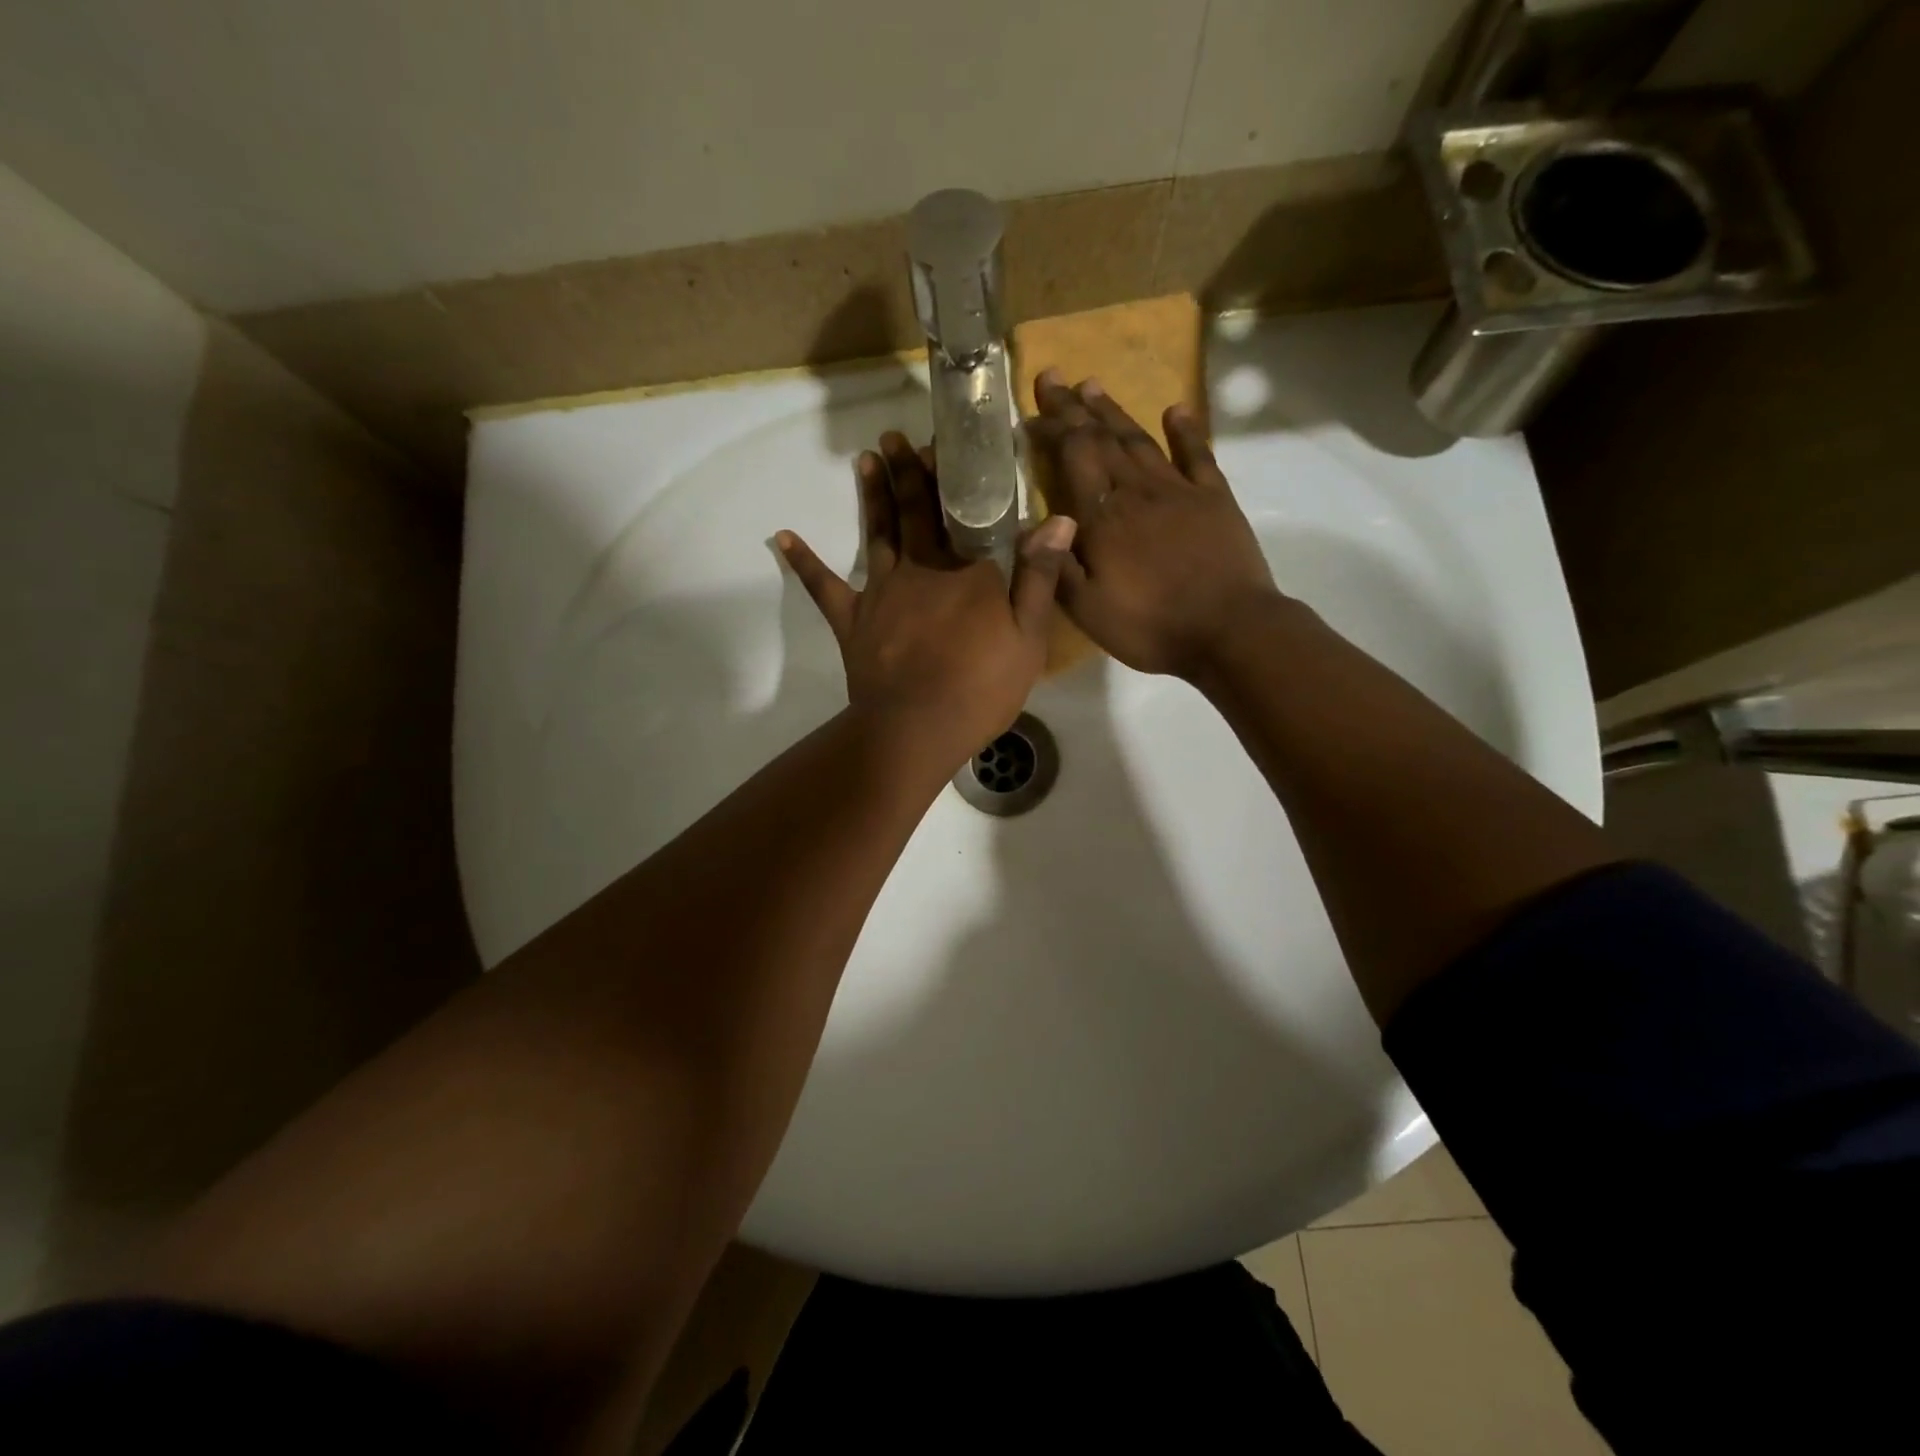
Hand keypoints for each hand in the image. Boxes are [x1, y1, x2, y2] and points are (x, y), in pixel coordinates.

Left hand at [778, 432, 1076, 769]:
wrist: (918, 727)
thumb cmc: (982, 687)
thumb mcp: (1029, 637)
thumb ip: (1040, 576)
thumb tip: (1058, 517)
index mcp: (968, 570)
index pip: (964, 513)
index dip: (956, 477)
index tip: (947, 442)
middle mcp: (922, 568)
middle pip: (916, 512)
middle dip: (908, 472)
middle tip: (897, 436)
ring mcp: (882, 592)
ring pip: (878, 533)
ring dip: (872, 495)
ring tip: (866, 458)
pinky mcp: (852, 620)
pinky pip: (824, 587)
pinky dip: (804, 562)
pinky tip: (783, 536)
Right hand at [1027, 371, 1283, 679]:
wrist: (1230, 630)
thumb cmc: (1151, 626)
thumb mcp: (1088, 610)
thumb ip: (1057, 566)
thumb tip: (1032, 524)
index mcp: (1104, 518)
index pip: (1072, 456)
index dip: (1051, 429)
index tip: (1031, 411)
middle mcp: (1138, 492)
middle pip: (1102, 438)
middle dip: (1074, 407)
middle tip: (1053, 377)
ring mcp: (1180, 490)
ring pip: (1140, 440)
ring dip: (1114, 412)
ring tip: (1093, 385)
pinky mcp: (1215, 499)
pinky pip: (1197, 454)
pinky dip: (1185, 429)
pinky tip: (1175, 409)